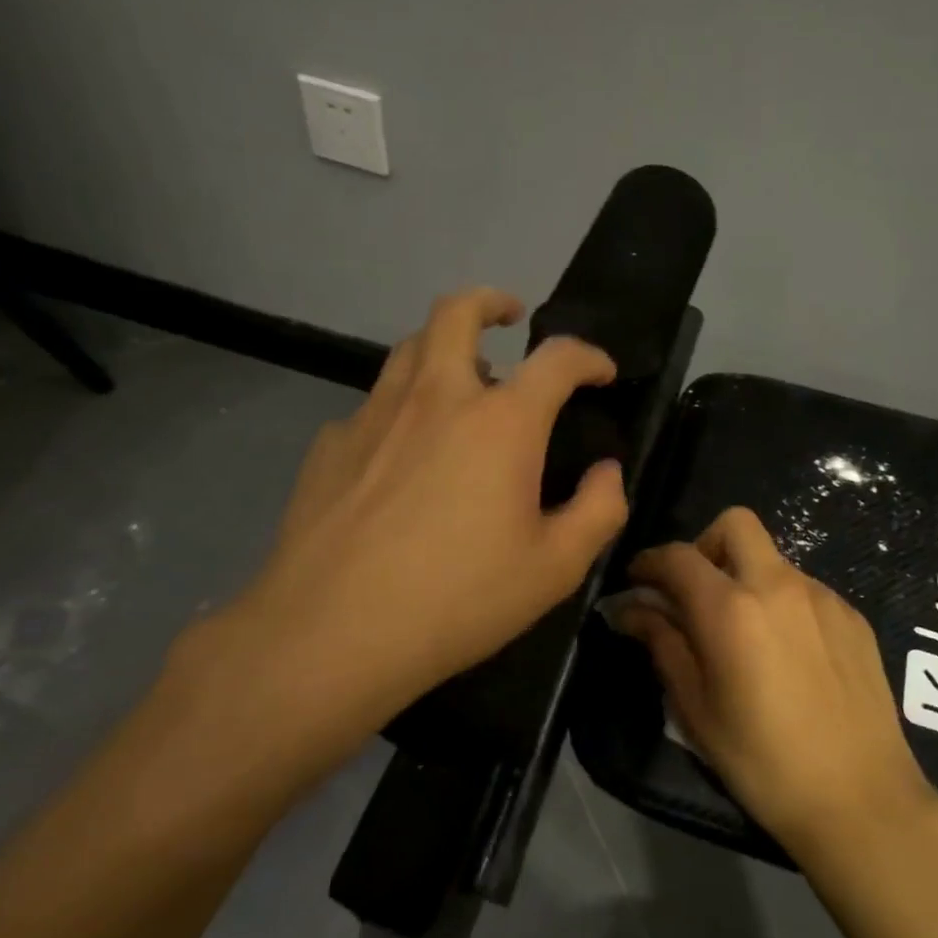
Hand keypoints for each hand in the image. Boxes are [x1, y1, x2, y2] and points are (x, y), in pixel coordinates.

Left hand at [179, 288, 628, 772]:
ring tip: (461, 379)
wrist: (329, 634)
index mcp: (501, 421)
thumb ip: (599, 510)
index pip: (557, 358)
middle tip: (510, 317)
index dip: (589, 357)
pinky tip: (402, 453)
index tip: (601, 372)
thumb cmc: (458, 599)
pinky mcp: (330, 445)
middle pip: (457, 312)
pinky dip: (400, 409)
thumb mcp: (555, 568)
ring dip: (442, 347)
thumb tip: (607, 472)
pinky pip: (373, 406)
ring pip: (408, 349)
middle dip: (490, 302)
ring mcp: (374, 415)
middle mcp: (437, 397)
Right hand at [616, 507, 937, 861]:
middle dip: (704, 545)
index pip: (678, 556)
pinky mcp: (852, 616)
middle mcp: (778, 584)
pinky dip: (780, 602)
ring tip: (742, 634)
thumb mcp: (696, 708)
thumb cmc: (763, 762)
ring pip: (771, 558)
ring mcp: (822, 596)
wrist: (861, 800)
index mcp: (731, 608)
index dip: (649, 562)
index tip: (637, 581)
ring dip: (745, 576)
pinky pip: (804, 588)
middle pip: (734, 524)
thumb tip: (630, 609)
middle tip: (694, 593)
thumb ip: (662, 644)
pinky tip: (786, 653)